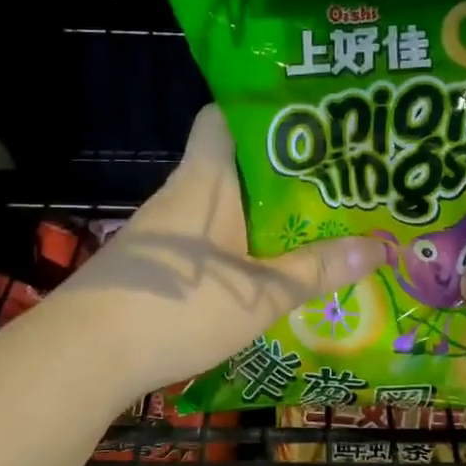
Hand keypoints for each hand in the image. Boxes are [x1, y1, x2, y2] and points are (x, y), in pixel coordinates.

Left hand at [55, 106, 381, 401]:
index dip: (258, 111)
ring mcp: (160, 234)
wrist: (85, 355)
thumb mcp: (260, 293)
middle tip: (331, 183)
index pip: (221, 117)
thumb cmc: (180, 306)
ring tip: (309, 227)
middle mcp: (180, 196)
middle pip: (230, 166)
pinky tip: (260, 275)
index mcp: (205, 180)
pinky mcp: (151, 268)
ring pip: (218, 208)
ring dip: (257, 217)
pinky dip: (232, 250)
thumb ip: (317, 270)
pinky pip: (202, 243)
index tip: (305, 122)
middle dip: (278, 173)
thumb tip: (381, 246)